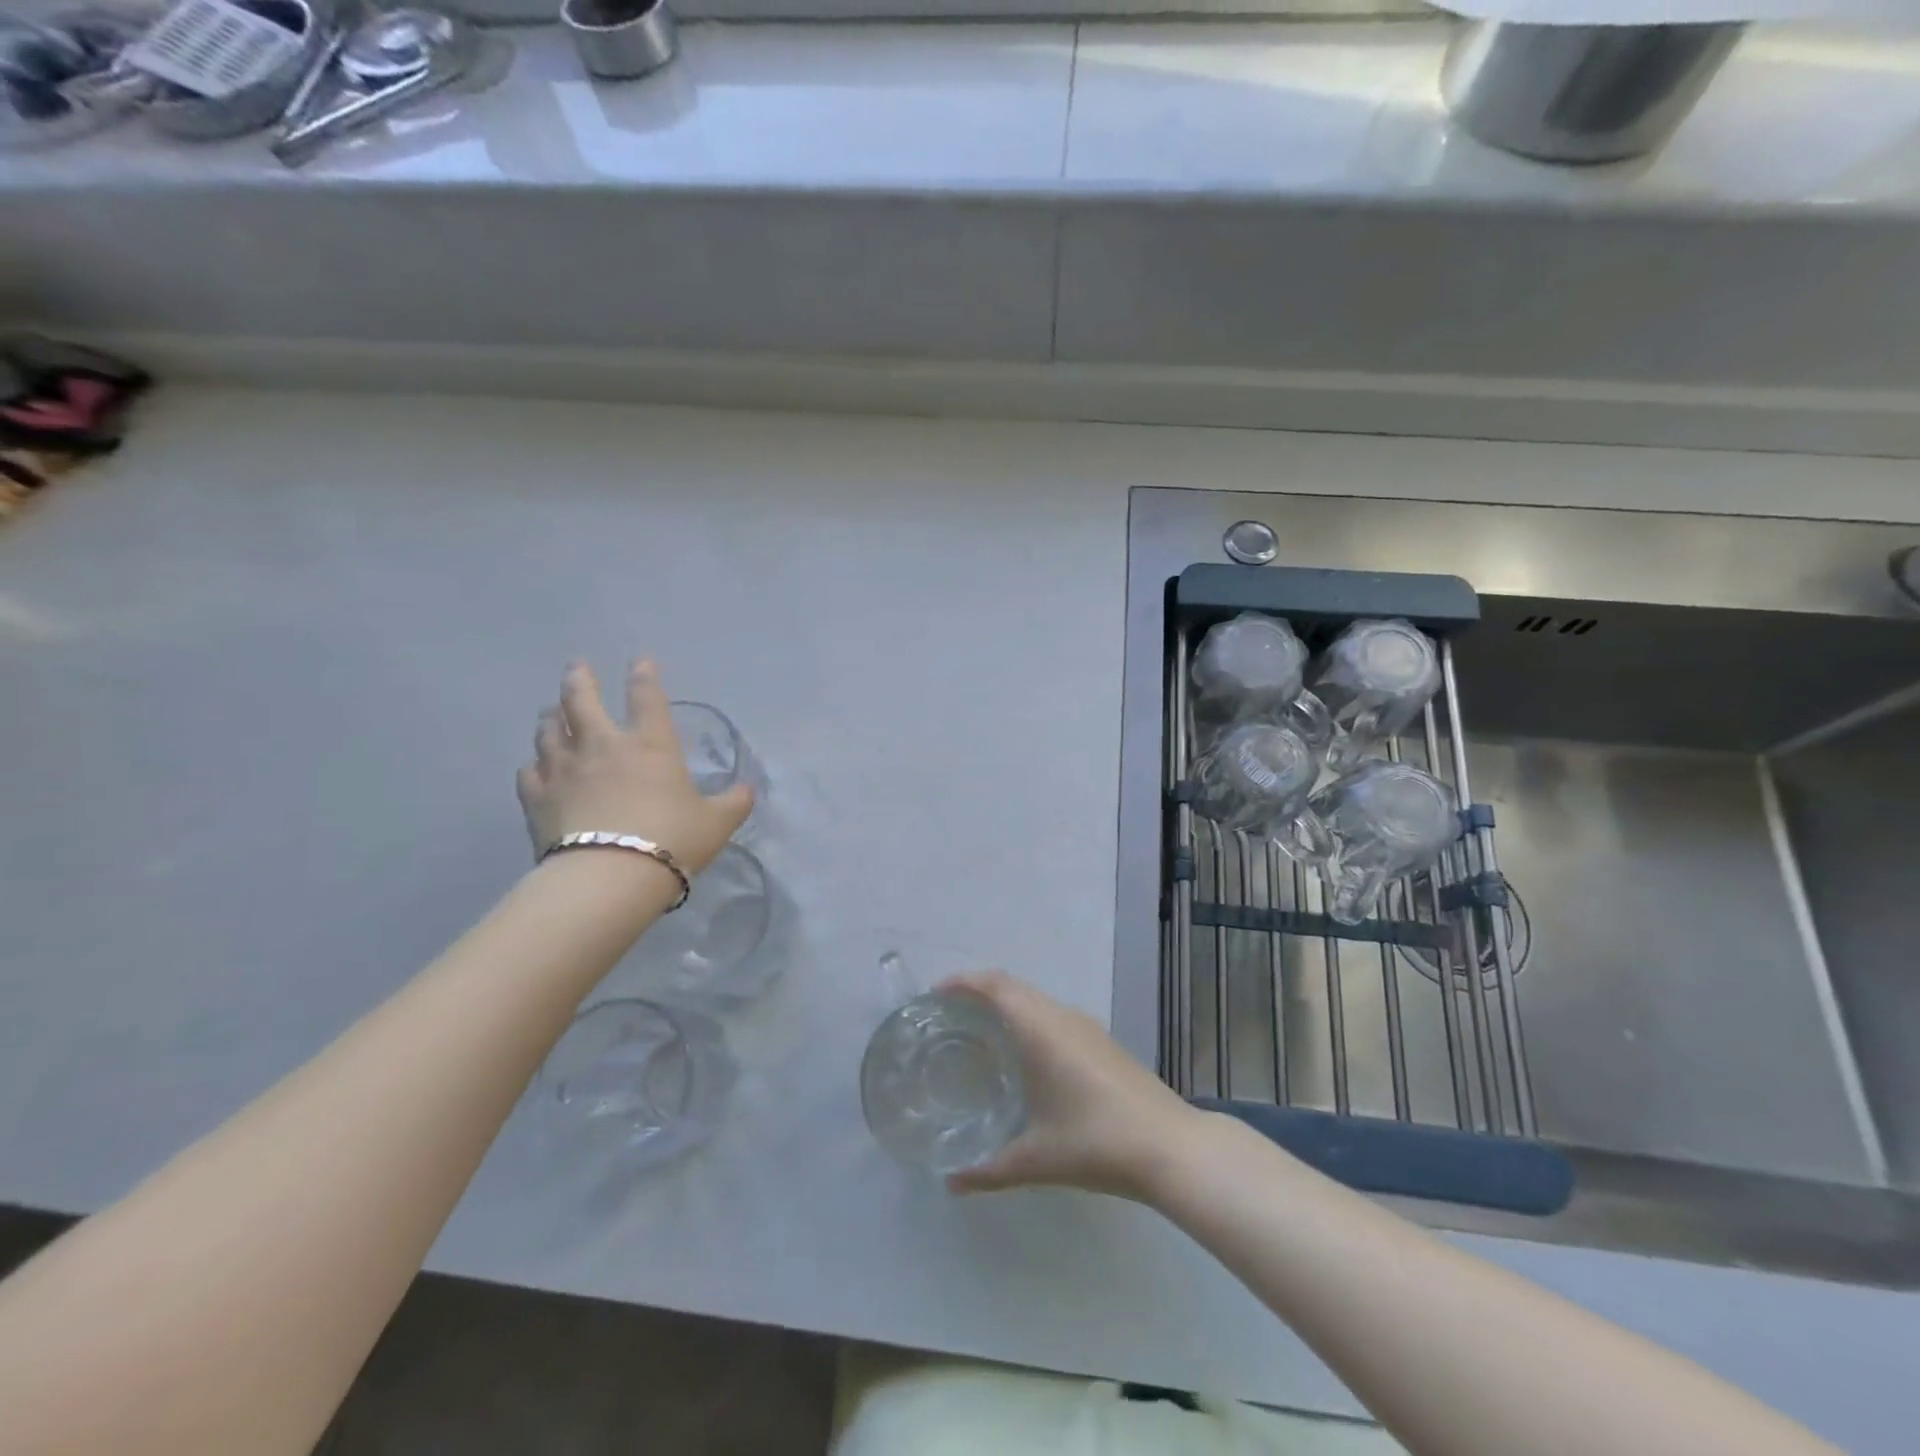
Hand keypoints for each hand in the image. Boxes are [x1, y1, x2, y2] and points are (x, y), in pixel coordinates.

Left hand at [517, 659, 751, 875]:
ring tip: (552, 711)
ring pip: (549, 730)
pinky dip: (534, 763)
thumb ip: (734, 802)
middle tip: (577, 667)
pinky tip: (536, 766)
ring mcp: (564, 769)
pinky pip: (529, 771)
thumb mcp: (717, 823)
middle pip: (581, 699)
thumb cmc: (672, 840)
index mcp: (650, 745)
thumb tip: (748, 789)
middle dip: (579, 679)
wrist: (609, 877)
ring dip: (552, 716)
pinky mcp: (537, 798)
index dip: (645, 675)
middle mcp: (602, 746)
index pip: (647, 696)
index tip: (641, 660)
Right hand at [941, 971, 1202, 1202]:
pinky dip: (1027, 1018)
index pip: (995, 986)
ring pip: (1035, 999)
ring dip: (1005, 1004)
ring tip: (977, 1032)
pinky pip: (1052, 1014)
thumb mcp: (1037, 1160)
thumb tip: (950, 1182)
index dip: (963, 982)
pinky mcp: (1101, 1041)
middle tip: (947, 1016)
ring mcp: (1086, 1027)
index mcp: (1041, 1030)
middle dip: (978, 991)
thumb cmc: (1097, 1143)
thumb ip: (988, 1170)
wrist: (1170, 1147)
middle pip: (1012, 987)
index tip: (934, 995)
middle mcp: (1062, 1017)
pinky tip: (1023, 1055)